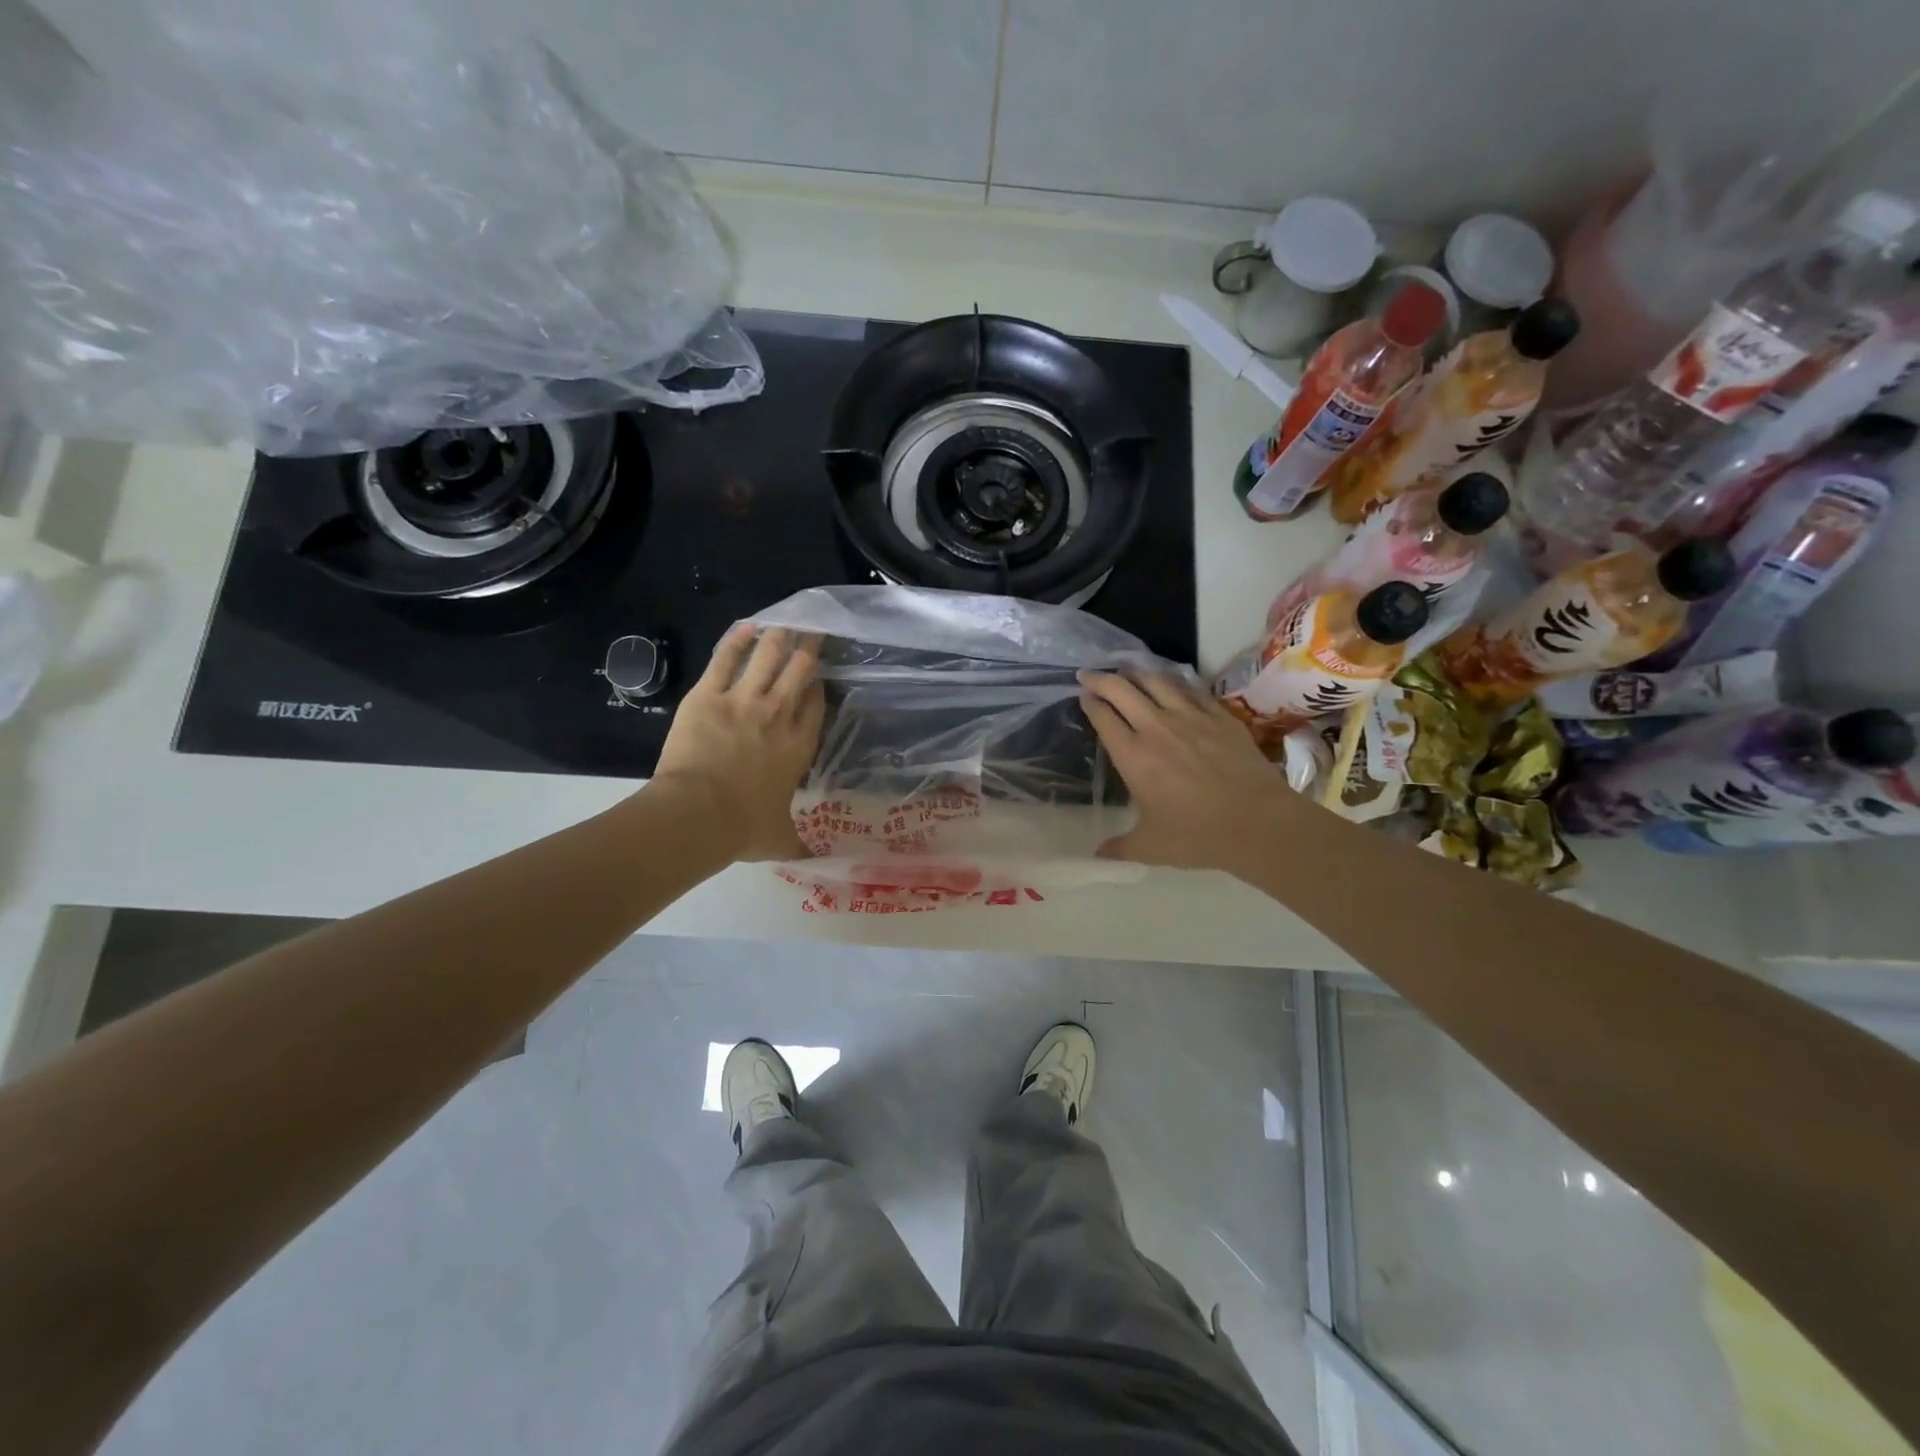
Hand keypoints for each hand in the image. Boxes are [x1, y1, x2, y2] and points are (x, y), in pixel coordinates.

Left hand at [649, 626, 825, 861]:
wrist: (697, 815)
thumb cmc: (742, 828)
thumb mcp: (779, 840)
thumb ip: (799, 846)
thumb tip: (817, 862)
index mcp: (798, 746)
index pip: (816, 704)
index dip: (818, 686)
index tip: (818, 678)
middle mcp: (778, 714)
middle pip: (800, 669)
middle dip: (809, 648)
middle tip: (813, 632)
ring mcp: (744, 699)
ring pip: (769, 656)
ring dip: (780, 636)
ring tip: (786, 621)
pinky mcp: (709, 694)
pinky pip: (726, 658)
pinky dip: (738, 640)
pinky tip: (747, 626)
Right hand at [1079, 670, 1301, 876]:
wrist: (1258, 823)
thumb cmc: (1197, 836)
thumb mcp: (1150, 847)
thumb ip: (1120, 847)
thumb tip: (1096, 855)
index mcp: (1133, 755)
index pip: (1103, 717)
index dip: (1090, 703)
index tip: (1083, 696)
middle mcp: (1156, 727)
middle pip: (1122, 690)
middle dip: (1101, 679)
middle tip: (1089, 675)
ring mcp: (1191, 717)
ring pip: (1156, 681)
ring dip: (1136, 673)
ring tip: (1127, 671)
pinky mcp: (1220, 716)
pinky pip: (1192, 689)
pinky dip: (1175, 681)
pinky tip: (1172, 682)